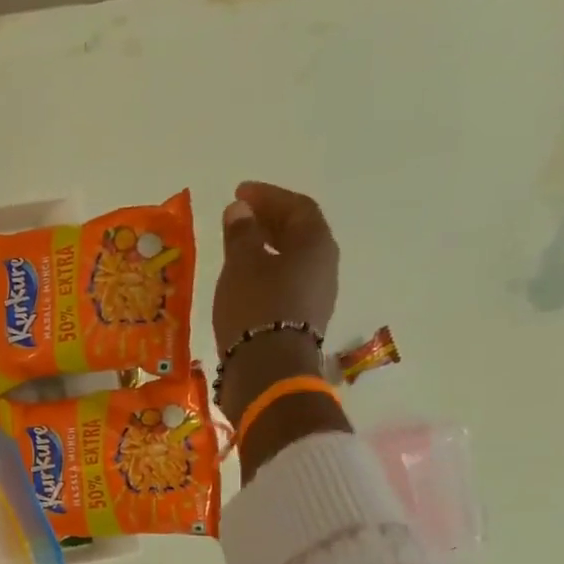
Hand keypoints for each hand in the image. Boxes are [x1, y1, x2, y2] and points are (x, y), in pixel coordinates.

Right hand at [212, 183, 350, 475]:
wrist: (268, 371)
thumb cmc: (255, 309)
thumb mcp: (241, 265)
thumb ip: (241, 234)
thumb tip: (240, 210)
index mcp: (315, 243)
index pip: (296, 207)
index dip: (268, 197)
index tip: (240, 192)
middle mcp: (324, 266)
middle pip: (299, 234)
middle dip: (269, 222)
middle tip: (240, 217)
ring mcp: (316, 296)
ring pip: (293, 261)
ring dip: (268, 250)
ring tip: (239, 250)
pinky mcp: (302, 321)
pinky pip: (287, 285)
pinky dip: (267, 275)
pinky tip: (246, 282)